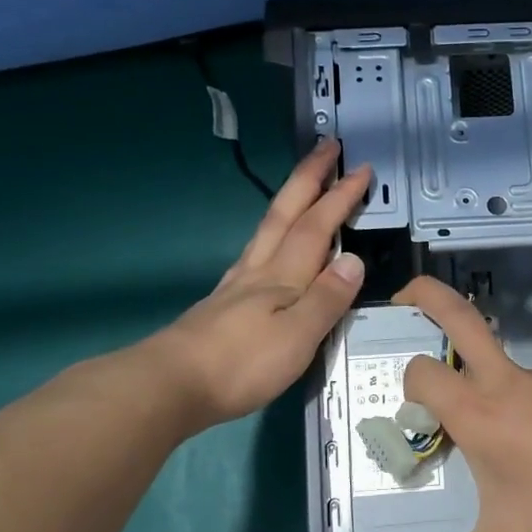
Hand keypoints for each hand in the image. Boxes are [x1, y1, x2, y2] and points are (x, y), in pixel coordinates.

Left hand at [147, 140, 370, 428]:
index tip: (360, 169)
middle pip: (285, 214)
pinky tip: (268, 245)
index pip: (316, 228)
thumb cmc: (241, 365)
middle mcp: (258, 271)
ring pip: (266, 230)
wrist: (171, 384)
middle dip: (309, 178)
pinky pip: (255, 253)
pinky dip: (271, 236)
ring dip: (288, 201)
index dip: (339, 197)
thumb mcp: (297, 337)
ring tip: (302, 186)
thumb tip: (354, 260)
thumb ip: (326, 299)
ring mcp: (236, 286)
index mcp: (282, 278)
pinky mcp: (223, 304)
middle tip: (328, 147)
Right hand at [394, 276, 531, 531]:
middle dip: (425, 295)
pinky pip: (531, 386)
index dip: (409, 384)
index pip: (422, 372)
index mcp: (476, 412)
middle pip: (458, 315)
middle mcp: (503, 382)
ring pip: (496, 361)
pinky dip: (520, 404)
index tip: (416, 412)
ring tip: (500, 441)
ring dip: (481, 380)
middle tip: (403, 298)